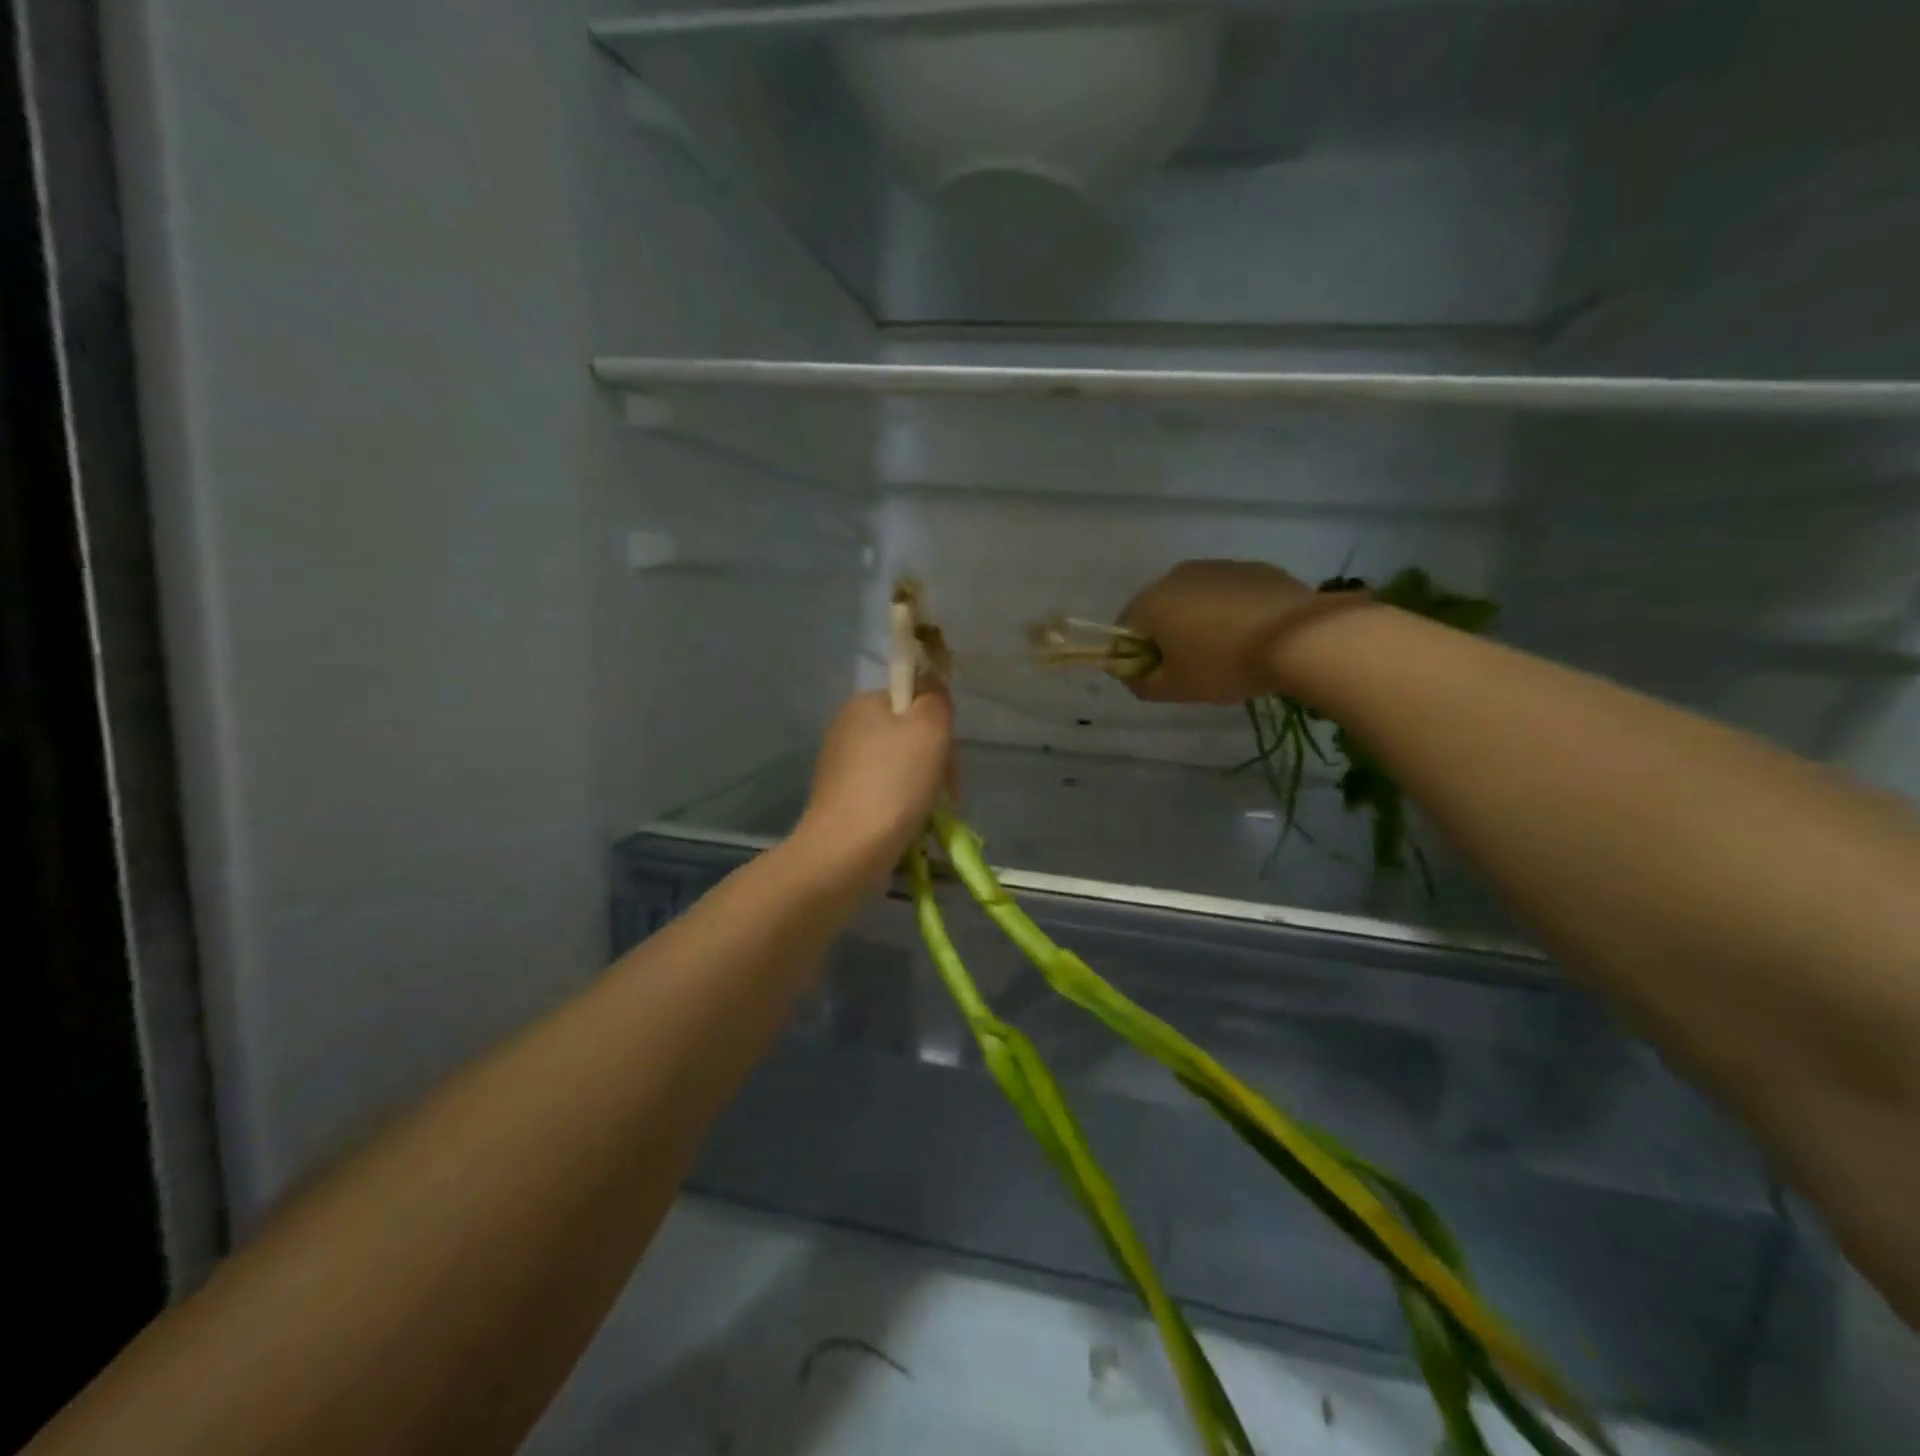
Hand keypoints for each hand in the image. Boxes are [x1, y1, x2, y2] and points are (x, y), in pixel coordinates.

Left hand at [793, 689, 953, 882]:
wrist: (847, 850)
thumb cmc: (894, 784)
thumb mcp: (930, 728)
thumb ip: (936, 700)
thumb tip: (932, 693)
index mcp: (863, 704)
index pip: (913, 699)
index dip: (939, 725)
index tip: (950, 756)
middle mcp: (845, 729)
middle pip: (906, 734)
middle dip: (933, 760)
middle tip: (947, 792)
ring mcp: (838, 766)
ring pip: (896, 766)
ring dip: (920, 786)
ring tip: (929, 814)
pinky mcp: (838, 800)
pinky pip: (881, 792)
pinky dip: (899, 805)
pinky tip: (907, 825)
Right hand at [1118, 560, 1358, 702]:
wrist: (1298, 638)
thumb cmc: (1224, 664)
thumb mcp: (1174, 688)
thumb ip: (1140, 683)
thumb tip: (1131, 674)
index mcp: (1151, 602)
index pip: (1125, 629)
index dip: (1135, 656)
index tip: (1159, 676)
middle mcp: (1177, 575)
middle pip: (1160, 609)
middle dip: (1169, 635)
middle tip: (1192, 666)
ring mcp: (1219, 567)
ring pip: (1196, 599)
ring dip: (1200, 622)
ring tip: (1227, 651)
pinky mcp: (1255, 569)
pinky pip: (1230, 594)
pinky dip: (1232, 612)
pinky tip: (1253, 635)